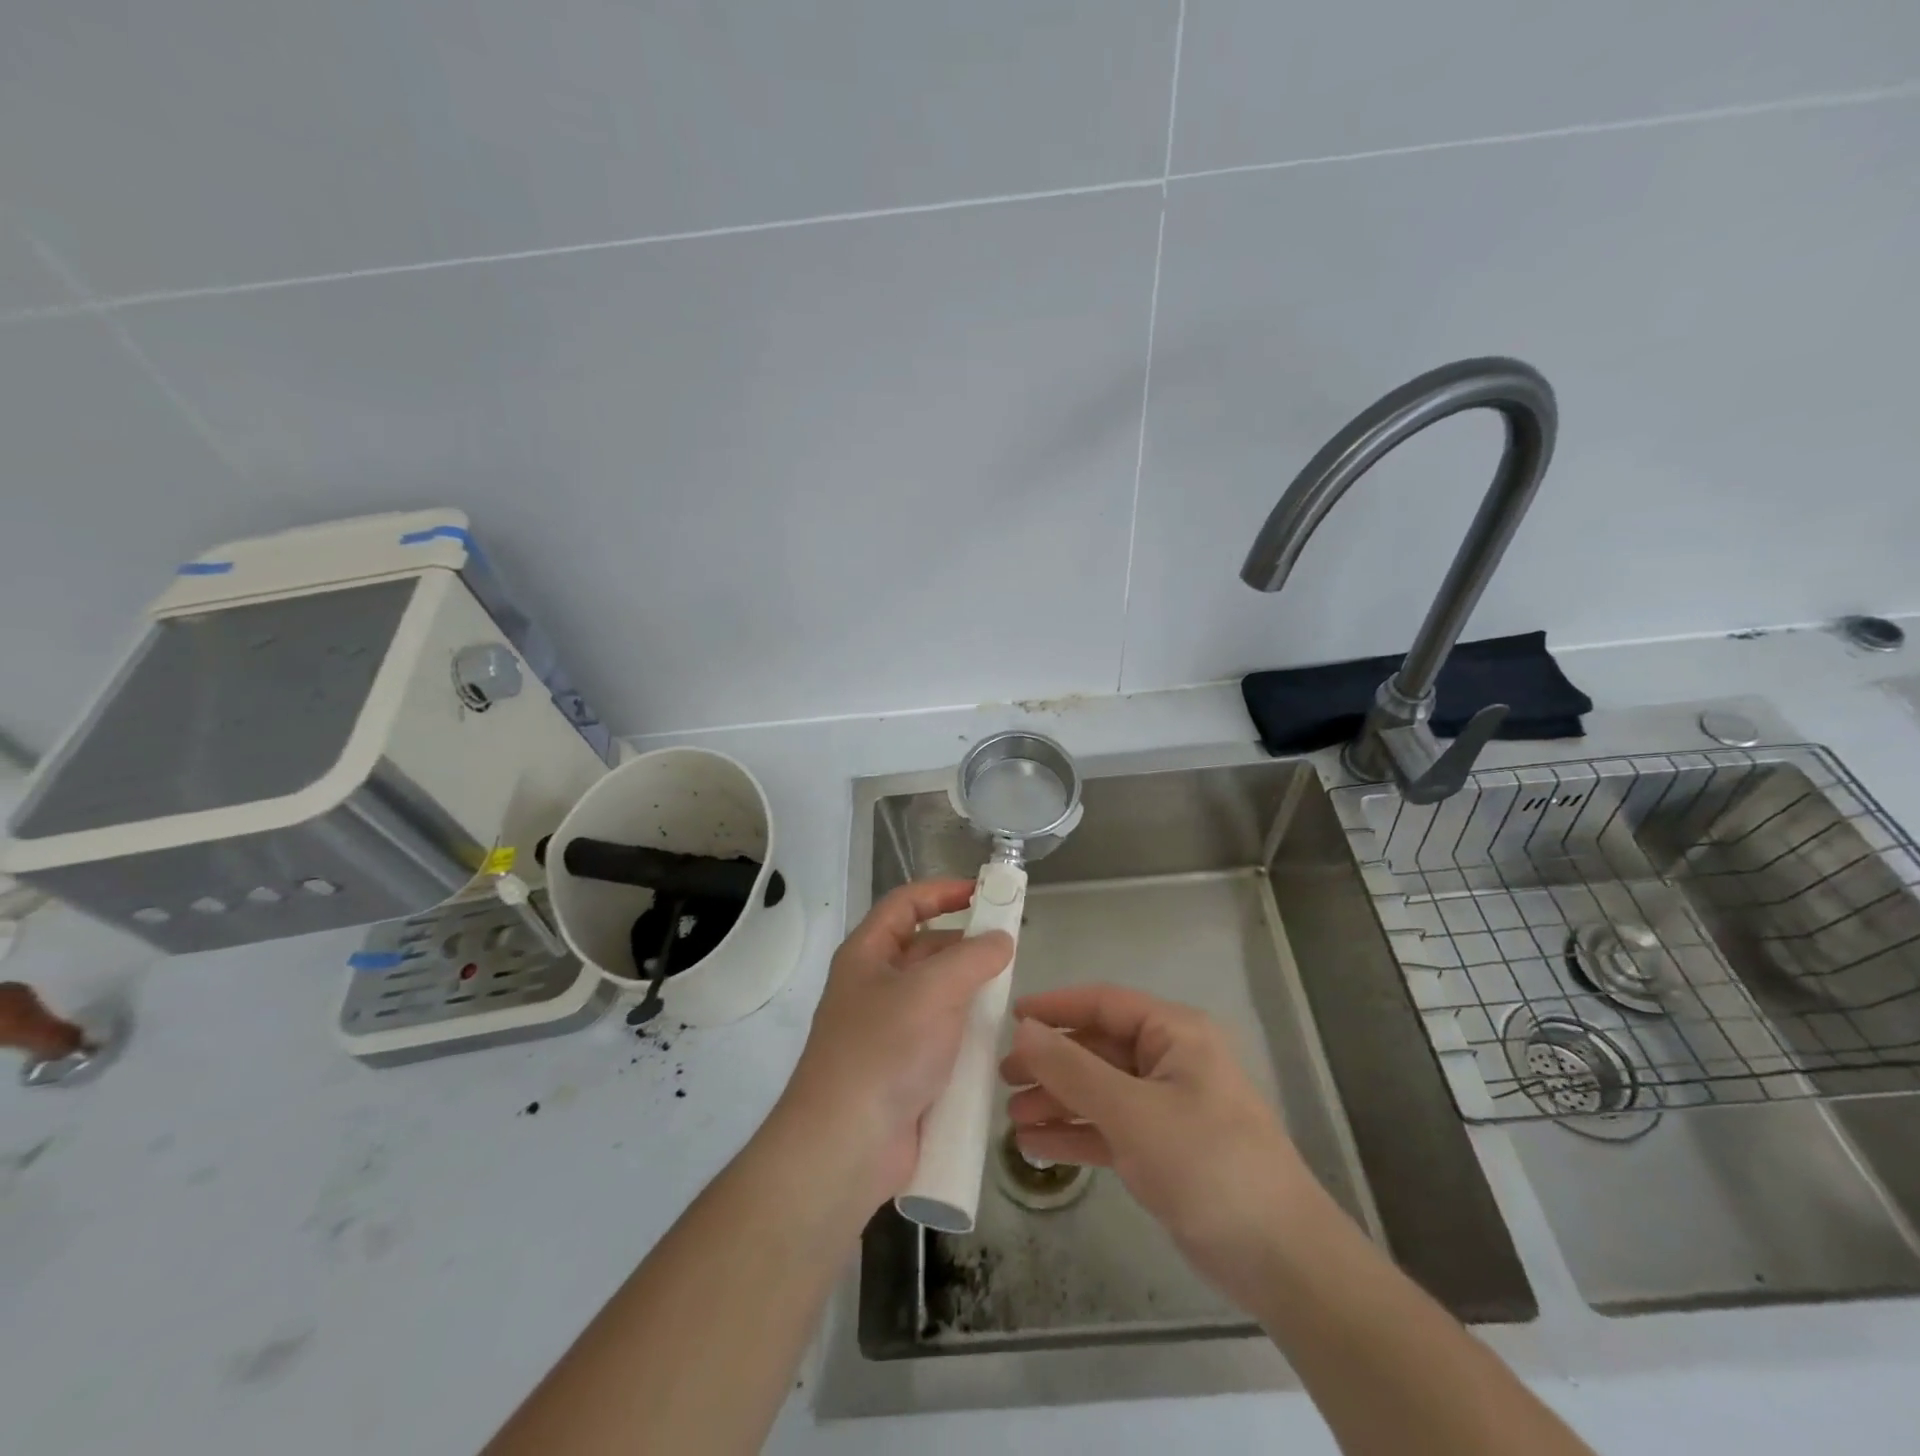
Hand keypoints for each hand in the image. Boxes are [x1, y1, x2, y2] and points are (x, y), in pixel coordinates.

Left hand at [777, 880, 1011, 1211]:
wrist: (846, 1146)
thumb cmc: (884, 1051)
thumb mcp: (932, 990)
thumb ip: (973, 957)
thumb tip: (1000, 940)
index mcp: (867, 954)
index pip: (906, 904)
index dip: (943, 891)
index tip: (985, 892)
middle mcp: (874, 985)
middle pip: (924, 948)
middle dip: (965, 945)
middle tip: (1010, 949)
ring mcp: (888, 1030)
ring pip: (937, 995)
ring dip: (970, 991)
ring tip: (1011, 993)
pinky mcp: (904, 1069)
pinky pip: (941, 1036)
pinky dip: (965, 1031)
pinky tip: (995, 1038)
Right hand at [1001, 985, 1320, 1307]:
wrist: (1281, 1259)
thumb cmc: (1207, 1164)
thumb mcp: (1132, 1111)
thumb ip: (1073, 1068)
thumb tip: (1024, 1029)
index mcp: (1175, 1033)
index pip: (1105, 1003)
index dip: (1056, 1007)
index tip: (1009, 1017)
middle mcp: (1170, 1060)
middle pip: (1098, 1048)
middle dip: (1051, 1062)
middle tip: (1002, 1077)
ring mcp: (1168, 1106)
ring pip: (1100, 1091)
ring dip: (1058, 1101)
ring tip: (1011, 1117)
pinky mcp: (1165, 1149)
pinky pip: (1110, 1128)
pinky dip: (1076, 1134)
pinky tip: (1036, 1147)